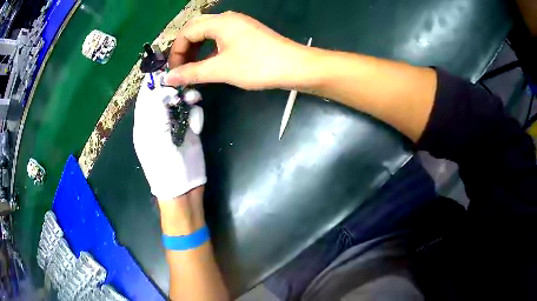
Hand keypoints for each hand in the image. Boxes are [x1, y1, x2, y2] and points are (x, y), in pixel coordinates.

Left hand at [133, 72, 205, 199]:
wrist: (183, 189)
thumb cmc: (163, 165)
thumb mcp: (153, 135)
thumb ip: (155, 107)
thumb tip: (161, 84)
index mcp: (144, 121)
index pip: (147, 93)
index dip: (155, 78)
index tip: (167, 64)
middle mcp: (158, 119)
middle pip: (166, 94)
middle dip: (175, 87)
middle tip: (184, 85)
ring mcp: (175, 124)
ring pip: (181, 101)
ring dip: (188, 98)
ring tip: (194, 99)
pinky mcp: (189, 129)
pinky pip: (193, 113)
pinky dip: (196, 115)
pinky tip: (197, 127)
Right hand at [166, 11, 318, 89]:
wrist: (294, 67)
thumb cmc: (257, 66)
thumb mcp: (221, 70)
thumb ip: (192, 73)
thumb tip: (168, 78)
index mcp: (220, 22)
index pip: (187, 32)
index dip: (176, 51)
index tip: (174, 71)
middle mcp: (228, 18)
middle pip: (196, 29)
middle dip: (185, 48)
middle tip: (181, 68)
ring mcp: (238, 25)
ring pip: (208, 33)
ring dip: (197, 49)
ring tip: (192, 68)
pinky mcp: (246, 34)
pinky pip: (220, 38)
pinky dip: (210, 50)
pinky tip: (209, 64)